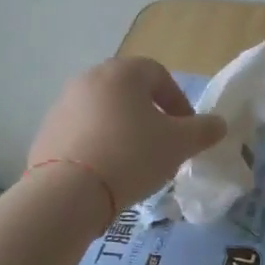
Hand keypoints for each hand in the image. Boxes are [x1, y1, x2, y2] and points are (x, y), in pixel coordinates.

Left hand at [29, 57, 226, 211]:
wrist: (68, 192)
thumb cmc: (131, 156)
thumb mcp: (179, 144)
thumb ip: (204, 130)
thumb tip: (219, 124)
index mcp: (122, 73)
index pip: (159, 74)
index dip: (178, 101)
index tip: (186, 130)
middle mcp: (89, 79)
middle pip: (129, 91)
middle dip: (150, 115)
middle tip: (163, 144)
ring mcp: (63, 104)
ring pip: (104, 111)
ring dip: (123, 129)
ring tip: (134, 161)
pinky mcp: (46, 131)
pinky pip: (82, 132)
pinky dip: (99, 144)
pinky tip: (107, 172)